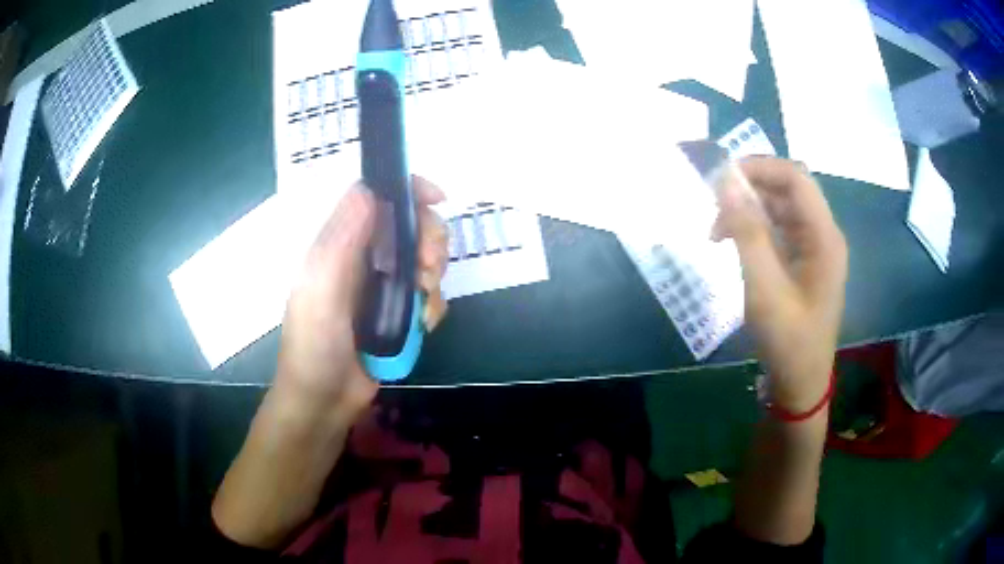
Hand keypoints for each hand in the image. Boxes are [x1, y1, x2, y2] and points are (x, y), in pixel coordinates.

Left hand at [275, 176, 449, 423]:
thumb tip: (368, 189)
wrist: (324, 401)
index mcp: (340, 244)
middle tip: (427, 268)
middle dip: (429, 239)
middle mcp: (363, 257)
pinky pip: (429, 294)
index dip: (409, 190)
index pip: (377, 197)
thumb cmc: (313, 346)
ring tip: (422, 301)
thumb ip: (341, 241)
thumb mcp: (320, 291)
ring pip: (425, 258)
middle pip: (410, 225)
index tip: (438, 199)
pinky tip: (423, 324)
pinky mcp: (398, 312)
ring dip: (434, 274)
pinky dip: (433, 305)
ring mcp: (383, 285)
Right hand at [712, 158, 847, 413]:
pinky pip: (780, 229)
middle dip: (750, 188)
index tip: (720, 179)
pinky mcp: (805, 261)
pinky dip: (755, 228)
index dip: (759, 167)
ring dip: (749, 209)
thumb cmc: (788, 341)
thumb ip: (747, 232)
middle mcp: (823, 234)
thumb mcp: (764, 288)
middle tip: (714, 205)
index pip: (795, 178)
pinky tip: (734, 243)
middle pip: (788, 188)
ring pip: (781, 207)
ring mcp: (815, 248)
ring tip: (717, 231)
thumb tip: (725, 182)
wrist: (801, 384)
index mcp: (824, 237)